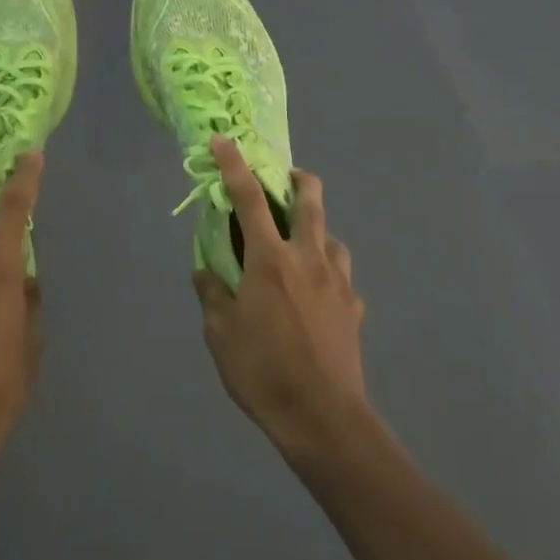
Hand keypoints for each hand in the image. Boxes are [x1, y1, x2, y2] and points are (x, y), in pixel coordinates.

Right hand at [193, 137, 367, 456]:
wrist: (324, 420)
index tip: (223, 140)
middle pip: (310, 200)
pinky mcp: (354, 307)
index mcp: (270, 259)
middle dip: (298, 179)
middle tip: (285, 181)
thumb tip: (205, 270)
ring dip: (315, 231)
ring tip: (300, 249)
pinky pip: (341, 276)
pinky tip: (318, 296)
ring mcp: (337, 281)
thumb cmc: (263, 372)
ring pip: (331, 236)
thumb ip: (211, 294)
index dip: (234, 164)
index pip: (249, 198)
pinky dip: (327, 273)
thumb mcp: (220, 334)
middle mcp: (308, 258)